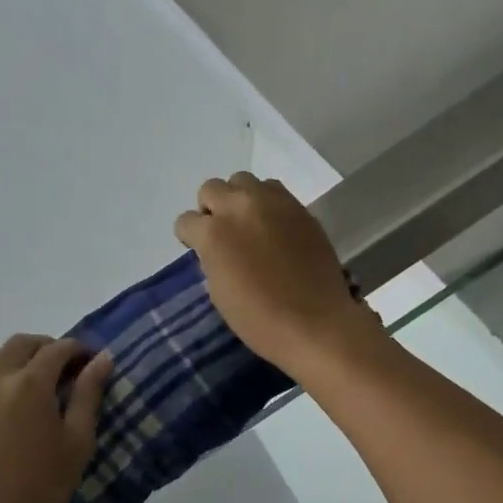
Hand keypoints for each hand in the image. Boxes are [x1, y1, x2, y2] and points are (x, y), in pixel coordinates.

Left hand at [0, 335, 112, 502]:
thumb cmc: (38, 487)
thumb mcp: (76, 443)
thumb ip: (88, 396)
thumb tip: (102, 360)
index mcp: (30, 383)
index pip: (58, 349)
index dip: (79, 350)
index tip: (93, 362)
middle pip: (21, 343)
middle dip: (47, 347)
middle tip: (66, 368)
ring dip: (18, 358)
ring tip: (36, 382)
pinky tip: (10, 408)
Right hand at [175, 173, 383, 375]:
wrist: (316, 322)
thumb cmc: (259, 318)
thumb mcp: (219, 292)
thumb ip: (212, 259)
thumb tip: (216, 248)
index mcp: (213, 233)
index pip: (186, 221)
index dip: (190, 238)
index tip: (200, 251)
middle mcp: (239, 207)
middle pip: (211, 188)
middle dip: (211, 209)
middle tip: (224, 234)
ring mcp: (272, 203)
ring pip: (242, 180)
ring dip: (238, 199)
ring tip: (249, 225)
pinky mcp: (299, 207)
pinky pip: (273, 190)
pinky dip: (266, 202)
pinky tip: (273, 226)